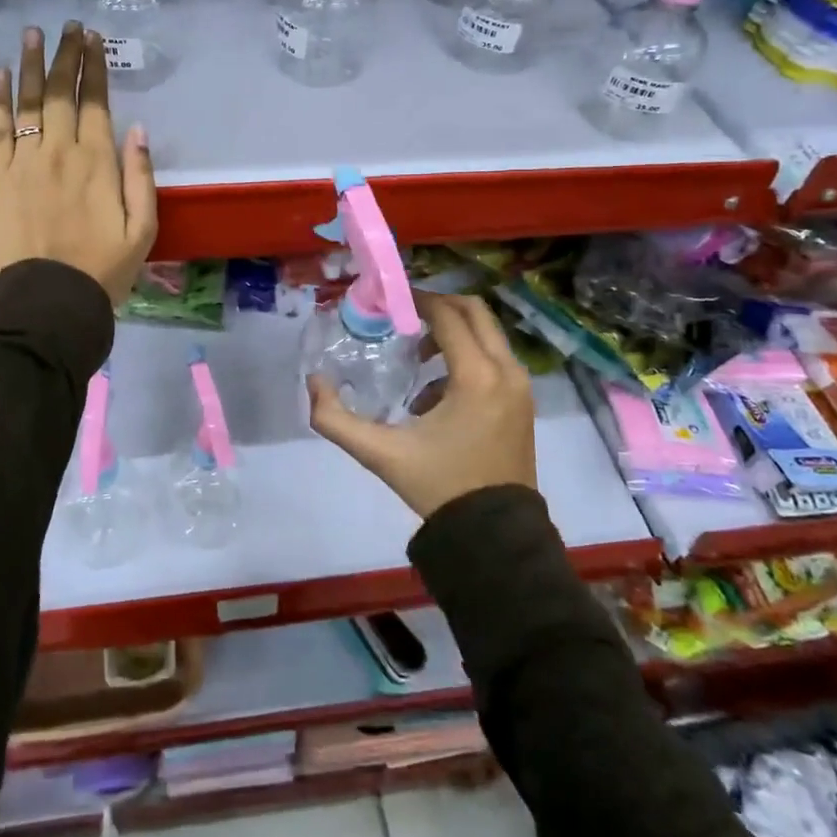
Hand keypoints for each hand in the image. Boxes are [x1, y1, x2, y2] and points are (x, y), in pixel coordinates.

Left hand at [0, 23, 157, 305]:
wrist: (48, 300)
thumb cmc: (103, 268)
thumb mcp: (143, 228)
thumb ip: (141, 176)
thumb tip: (137, 129)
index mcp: (98, 162)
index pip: (96, 101)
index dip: (95, 67)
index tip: (95, 39)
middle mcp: (59, 151)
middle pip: (61, 91)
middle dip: (66, 55)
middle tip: (69, 26)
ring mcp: (22, 160)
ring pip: (28, 101)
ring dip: (31, 64)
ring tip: (34, 33)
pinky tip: (0, 74)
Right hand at [307, 292, 535, 519]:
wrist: (494, 535)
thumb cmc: (439, 486)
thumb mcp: (380, 454)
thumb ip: (336, 419)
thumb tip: (314, 382)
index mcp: (476, 376)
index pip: (447, 316)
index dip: (417, 301)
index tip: (389, 302)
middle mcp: (506, 371)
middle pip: (474, 311)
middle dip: (438, 306)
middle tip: (404, 317)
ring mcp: (520, 387)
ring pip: (487, 334)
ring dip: (451, 334)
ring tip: (416, 360)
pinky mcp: (523, 402)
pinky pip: (494, 358)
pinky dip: (466, 358)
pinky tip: (435, 396)